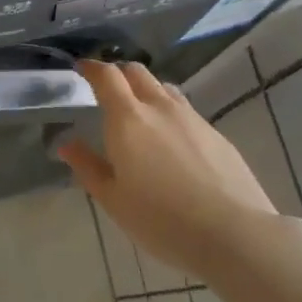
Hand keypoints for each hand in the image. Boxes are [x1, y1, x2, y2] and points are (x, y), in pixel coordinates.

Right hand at [58, 61, 277, 280]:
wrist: (234, 234)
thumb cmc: (161, 219)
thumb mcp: (113, 200)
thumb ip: (88, 167)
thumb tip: (67, 144)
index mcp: (128, 119)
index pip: (107, 77)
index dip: (92, 68)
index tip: (81, 68)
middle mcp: (160, 108)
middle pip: (137, 72)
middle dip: (119, 73)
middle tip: (107, 89)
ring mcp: (192, 119)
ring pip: (164, 88)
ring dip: (146, 90)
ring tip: (140, 113)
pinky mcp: (216, 135)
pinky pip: (185, 110)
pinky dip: (169, 112)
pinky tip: (171, 141)